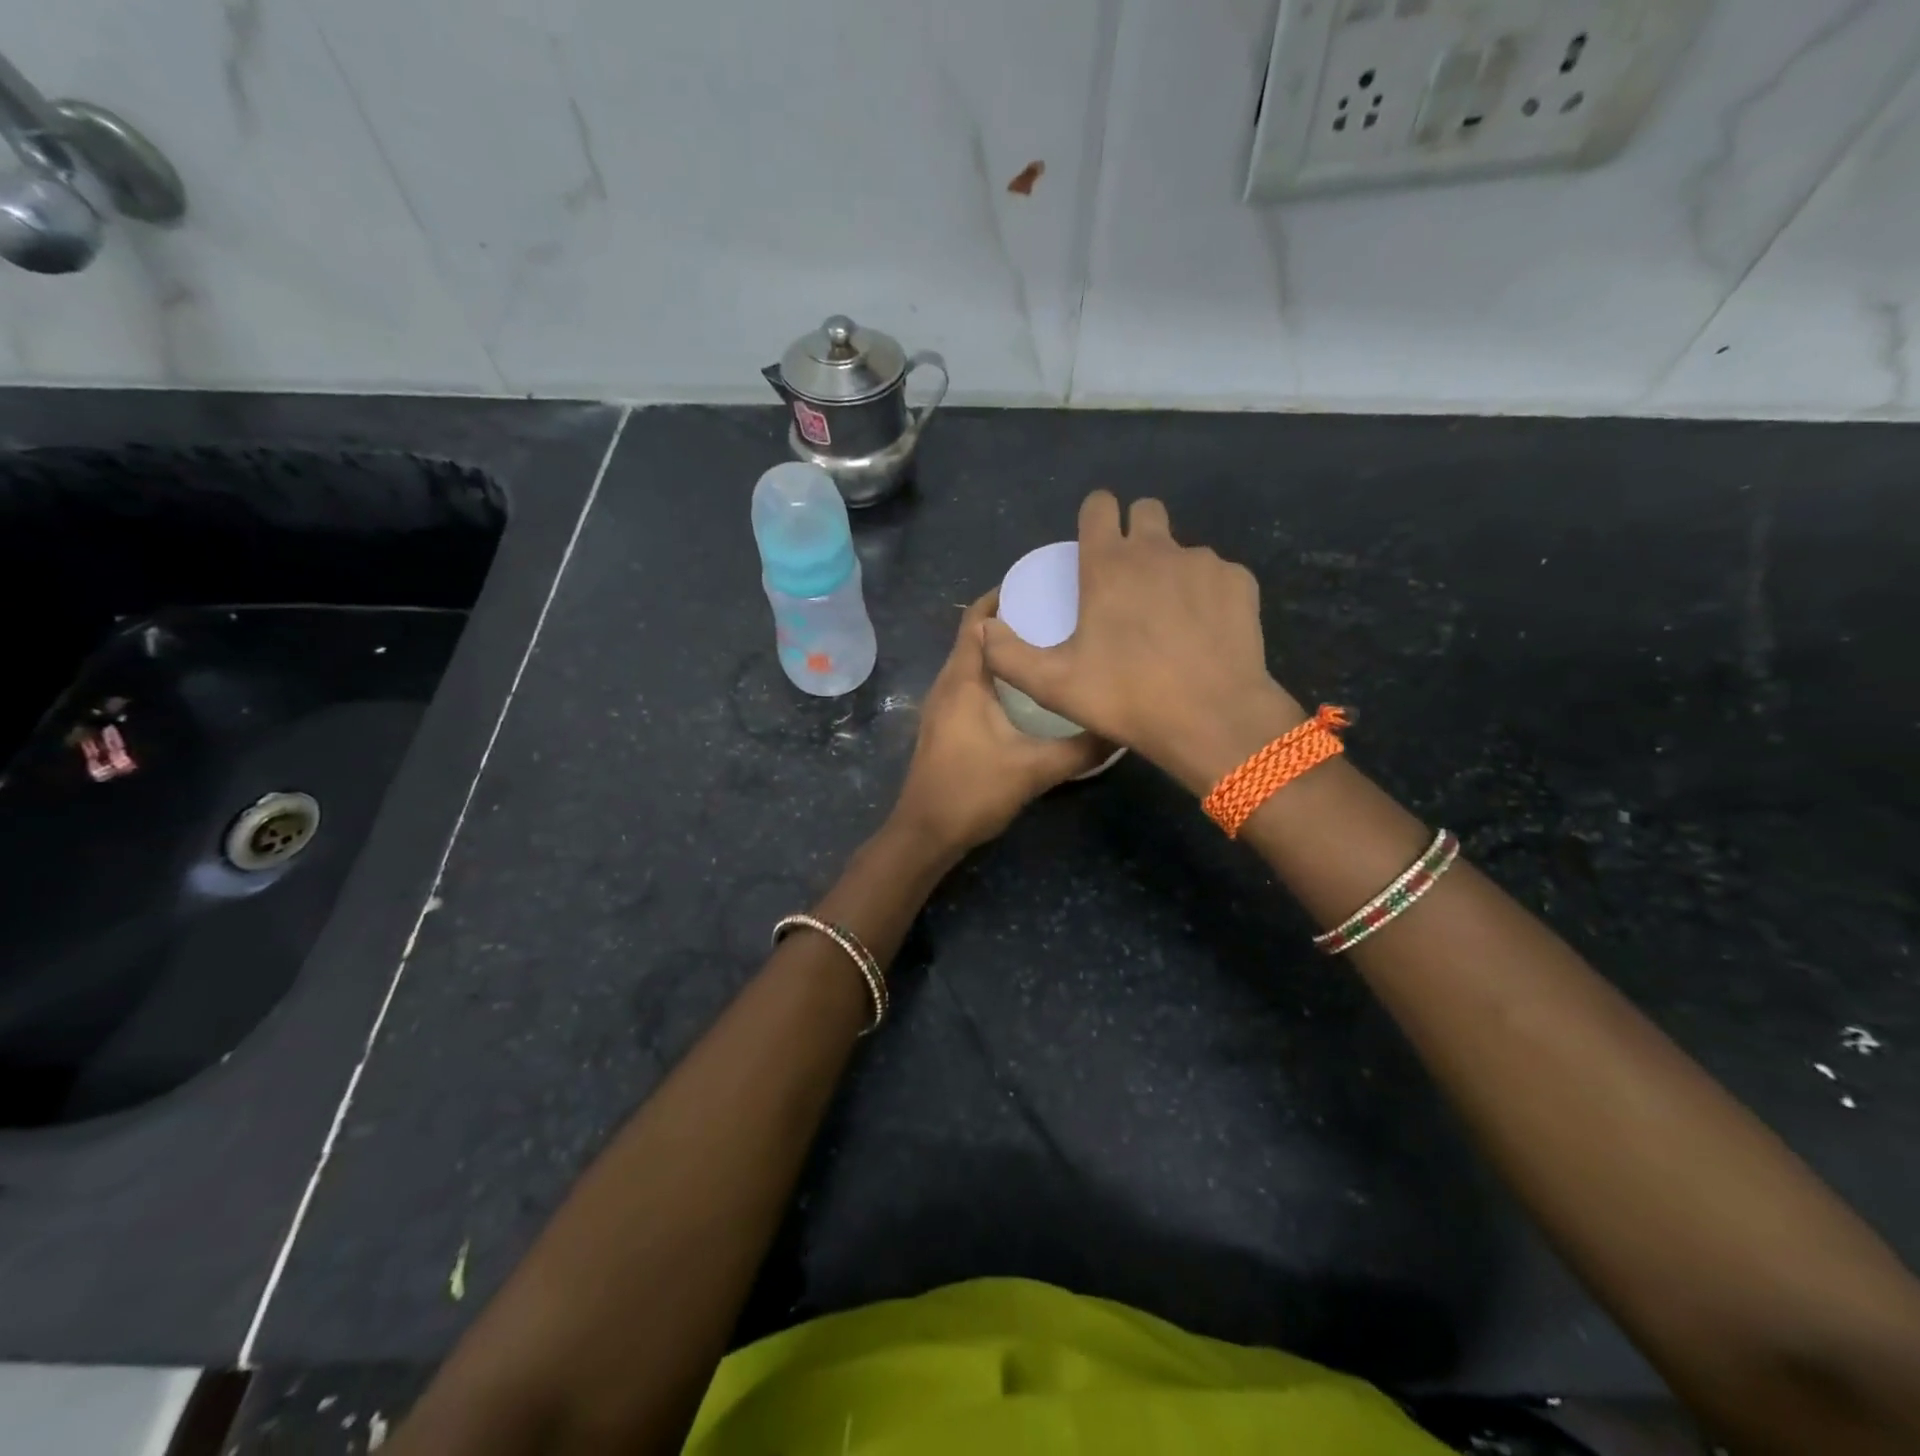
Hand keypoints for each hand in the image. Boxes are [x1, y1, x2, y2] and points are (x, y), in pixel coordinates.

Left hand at [891, 592, 1109, 854]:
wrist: (926, 832)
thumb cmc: (973, 791)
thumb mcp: (1035, 769)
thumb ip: (1081, 748)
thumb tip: (1122, 727)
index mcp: (964, 679)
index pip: (978, 619)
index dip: (1005, 597)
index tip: (1045, 589)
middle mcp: (948, 683)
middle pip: (975, 636)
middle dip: (1011, 619)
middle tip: (1057, 614)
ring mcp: (942, 704)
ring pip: (973, 661)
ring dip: (1004, 649)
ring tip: (1048, 645)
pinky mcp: (945, 724)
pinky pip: (971, 683)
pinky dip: (996, 674)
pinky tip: (1027, 690)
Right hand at [981, 491, 1303, 794]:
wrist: (1212, 718)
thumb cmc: (1126, 697)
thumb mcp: (1053, 685)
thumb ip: (1008, 655)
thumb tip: (983, 629)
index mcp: (1109, 565)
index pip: (1099, 506)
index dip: (1093, 517)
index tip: (1092, 544)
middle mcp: (1157, 550)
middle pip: (1146, 511)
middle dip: (1135, 531)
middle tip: (1129, 579)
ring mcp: (1204, 563)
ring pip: (1182, 549)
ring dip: (1170, 570)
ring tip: (1168, 620)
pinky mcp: (1239, 583)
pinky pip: (1217, 576)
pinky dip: (1207, 595)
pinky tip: (1203, 633)